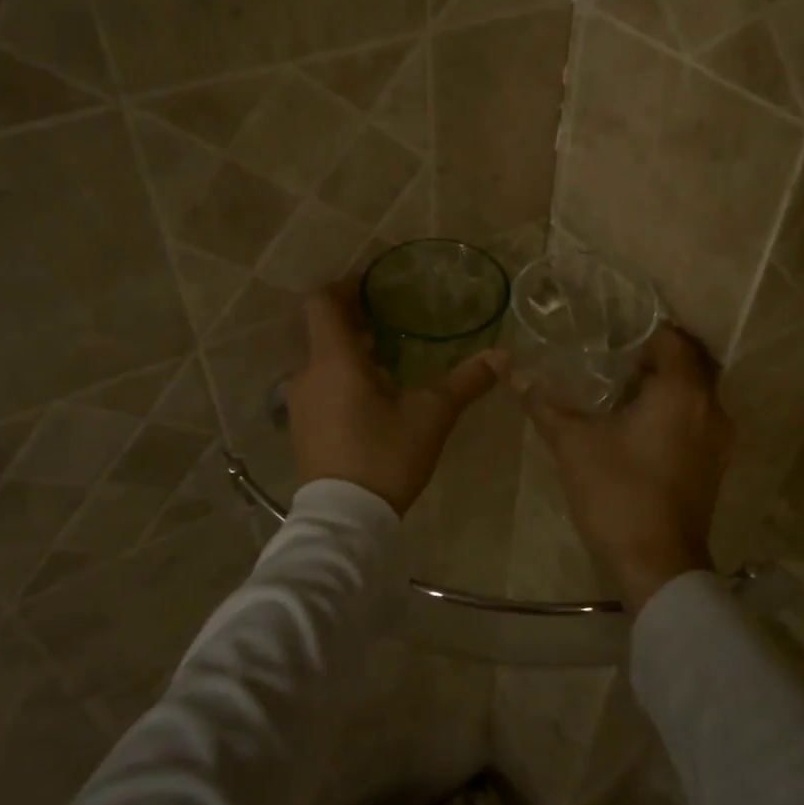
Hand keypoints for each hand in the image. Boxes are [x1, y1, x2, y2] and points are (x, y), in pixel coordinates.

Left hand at [286, 284, 500, 515]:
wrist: (345, 520)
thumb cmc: (386, 456)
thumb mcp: (432, 416)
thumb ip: (465, 382)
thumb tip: (503, 356)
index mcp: (334, 360)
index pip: (321, 302)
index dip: (344, 285)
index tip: (372, 284)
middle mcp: (307, 374)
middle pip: (321, 329)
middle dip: (353, 319)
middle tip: (389, 317)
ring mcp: (299, 402)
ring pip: (320, 359)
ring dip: (348, 349)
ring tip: (386, 355)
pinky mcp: (301, 427)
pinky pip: (318, 384)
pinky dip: (340, 375)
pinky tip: (371, 394)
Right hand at [518, 325, 734, 611]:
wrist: (658, 566)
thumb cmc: (619, 493)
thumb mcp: (574, 444)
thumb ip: (545, 403)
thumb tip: (513, 372)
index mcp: (683, 392)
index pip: (672, 338)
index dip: (643, 330)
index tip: (611, 333)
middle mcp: (712, 408)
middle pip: (690, 363)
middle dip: (654, 356)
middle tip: (613, 356)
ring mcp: (719, 440)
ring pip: (695, 394)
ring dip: (664, 386)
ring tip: (620, 389)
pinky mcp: (714, 465)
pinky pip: (697, 420)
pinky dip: (673, 412)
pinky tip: (636, 426)